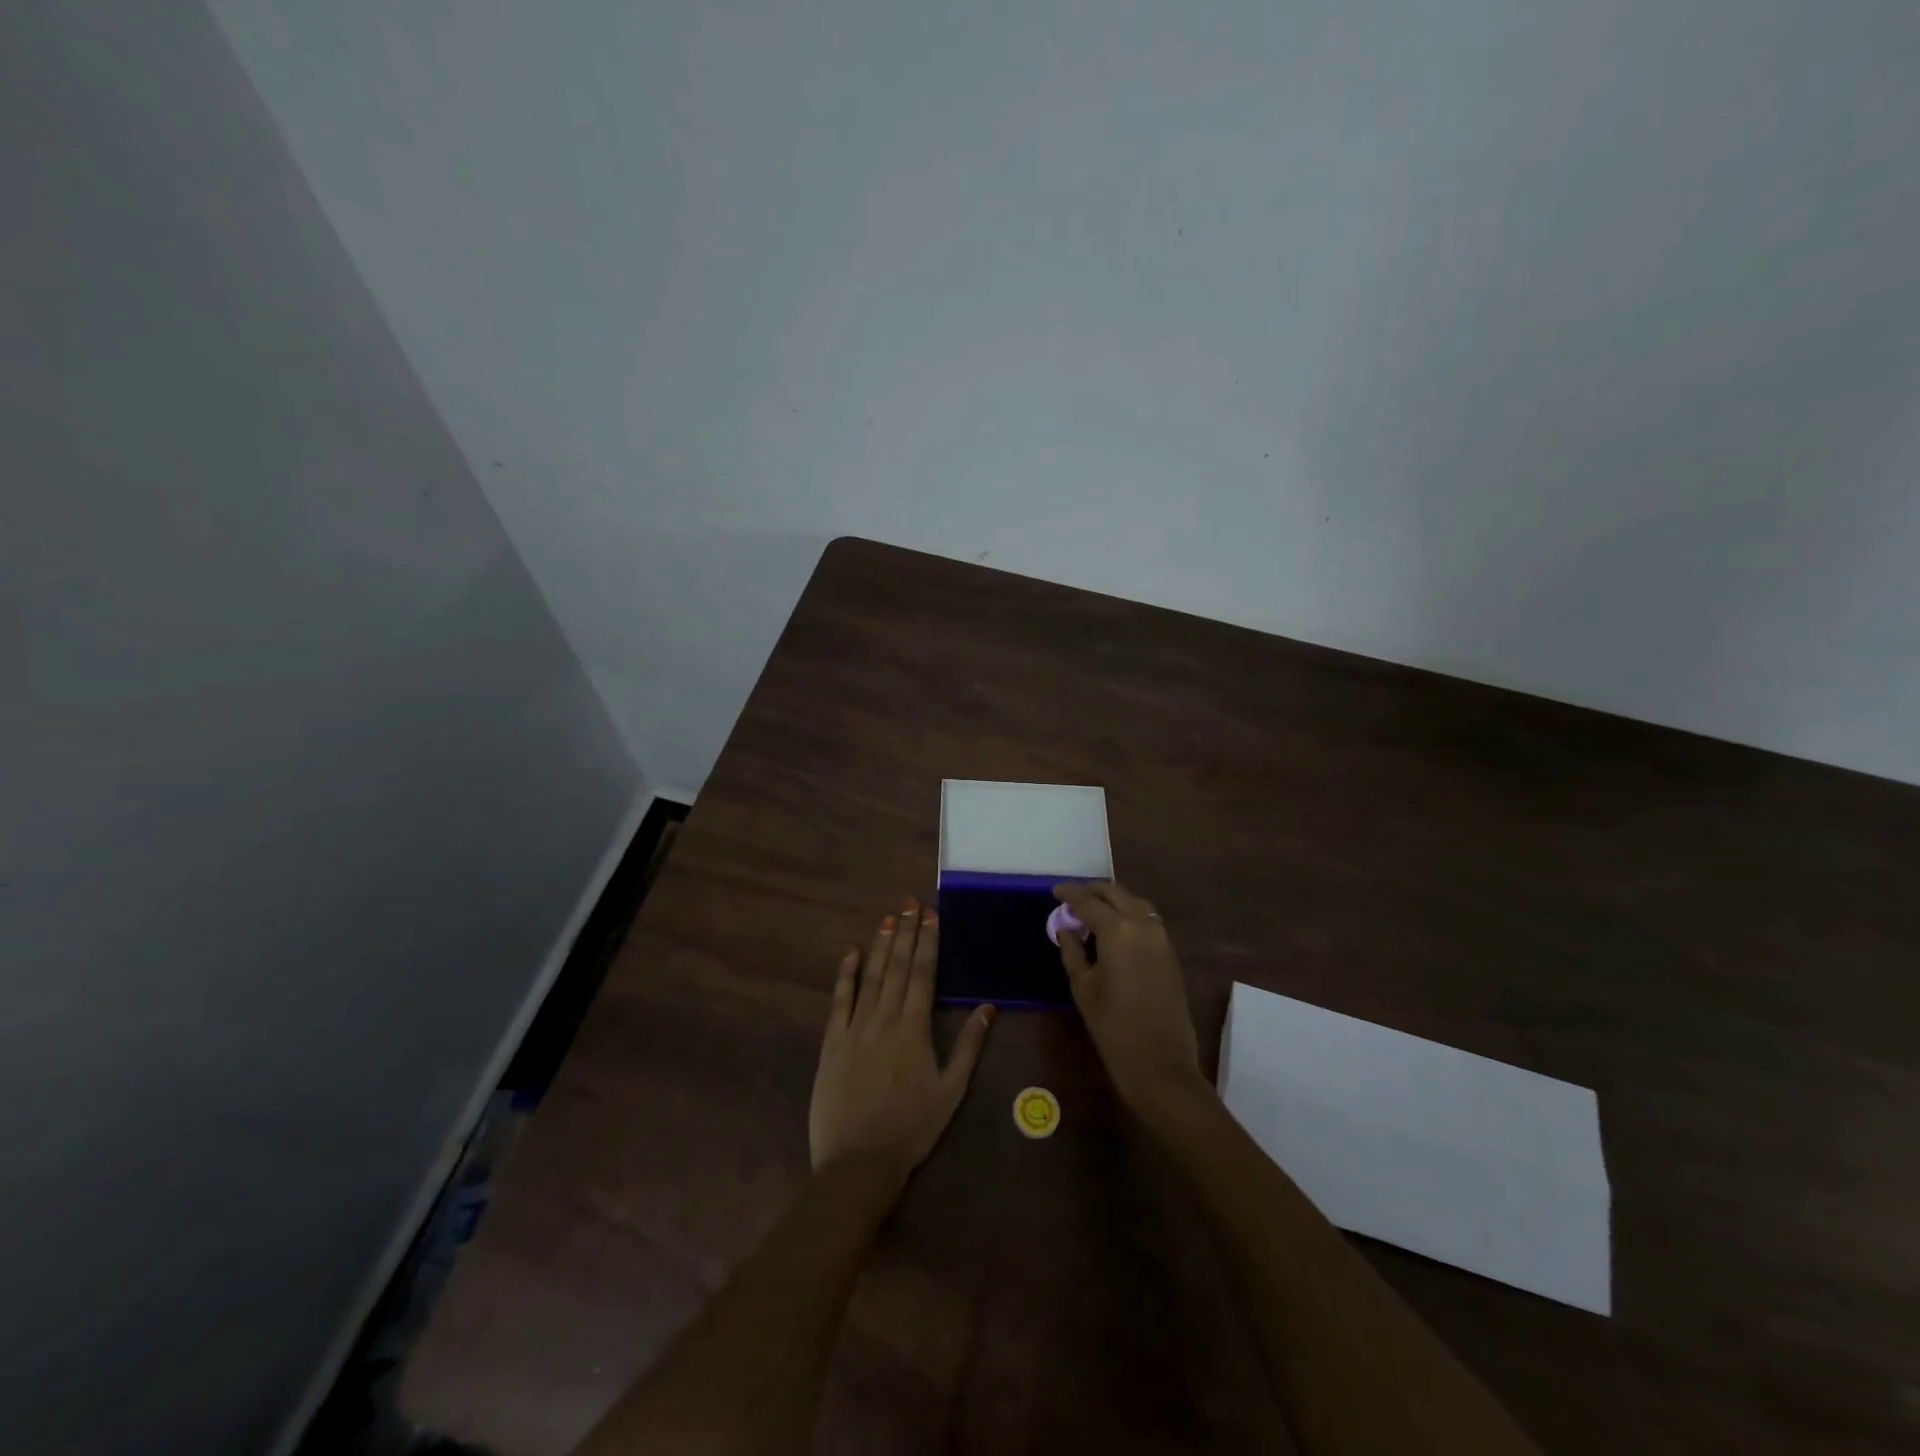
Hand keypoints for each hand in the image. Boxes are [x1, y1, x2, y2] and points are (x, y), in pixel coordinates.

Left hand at [809, 900, 995, 1176]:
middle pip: (897, 966)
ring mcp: (855, 1028)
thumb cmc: (911, 1128)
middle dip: (905, 932)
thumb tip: (988, 1007)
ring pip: (870, 976)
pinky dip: (846, 973)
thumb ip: (969, 1046)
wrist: (858, 1162)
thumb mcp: (951, 1091)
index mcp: (914, 1028)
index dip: (927, 941)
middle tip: (910, 903)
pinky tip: (850, 952)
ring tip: (888, 918)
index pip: (923, 973)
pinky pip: (839, 999)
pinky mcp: (832, 1042)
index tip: (931, 915)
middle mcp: (884, 1018)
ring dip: (880, 945)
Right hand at [1053, 882, 1204, 1117]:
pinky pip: (1147, 919)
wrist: (1160, 1063)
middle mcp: (1142, 925)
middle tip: (1072, 898)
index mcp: (1117, 930)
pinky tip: (1114, 928)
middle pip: (1116, 894)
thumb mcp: (1083, 987)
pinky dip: (1129, 914)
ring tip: (1093, 910)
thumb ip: (1072, 951)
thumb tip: (1066, 928)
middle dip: (1093, 891)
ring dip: (1114, 900)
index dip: (1070, 894)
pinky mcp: (1170, 953)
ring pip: (1135, 903)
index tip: (1055, 890)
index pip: (1088, 901)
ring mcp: (1161, 938)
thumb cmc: (1113, 1027)